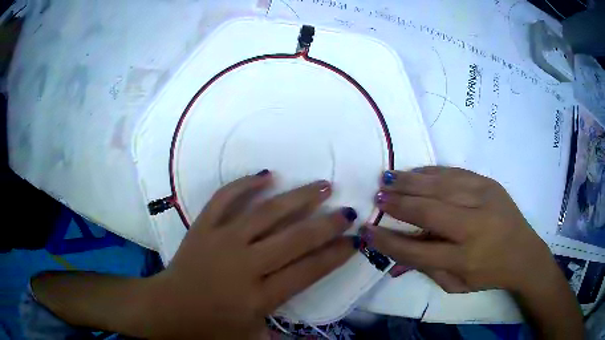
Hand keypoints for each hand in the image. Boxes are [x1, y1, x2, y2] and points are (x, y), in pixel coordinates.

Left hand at [146, 171, 356, 338]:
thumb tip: (317, 338)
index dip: (335, 254)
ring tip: (322, 186)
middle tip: (348, 211)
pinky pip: (225, 198)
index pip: (308, 270)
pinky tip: (267, 174)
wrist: (167, 309)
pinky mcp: (203, 227)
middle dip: (327, 224)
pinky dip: (246, 183)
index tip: (355, 241)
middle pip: (294, 238)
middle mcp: (245, 264)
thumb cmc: (210, 328)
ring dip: (298, 197)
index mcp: (259, 296)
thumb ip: (285, 338)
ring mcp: (222, 240)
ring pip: (266, 213)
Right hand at [364, 167, 556, 293]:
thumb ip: (426, 269)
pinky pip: (455, 173)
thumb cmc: (489, 274)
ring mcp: (484, 199)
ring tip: (388, 179)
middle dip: (398, 204)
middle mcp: (474, 227)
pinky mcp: (489, 184)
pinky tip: (416, 172)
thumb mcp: (456, 285)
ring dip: (411, 182)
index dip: (389, 241)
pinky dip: (432, 172)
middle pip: (429, 212)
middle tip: (377, 197)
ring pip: (441, 186)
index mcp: (465, 258)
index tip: (367, 231)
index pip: (417, 251)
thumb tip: (395, 258)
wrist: (525, 252)